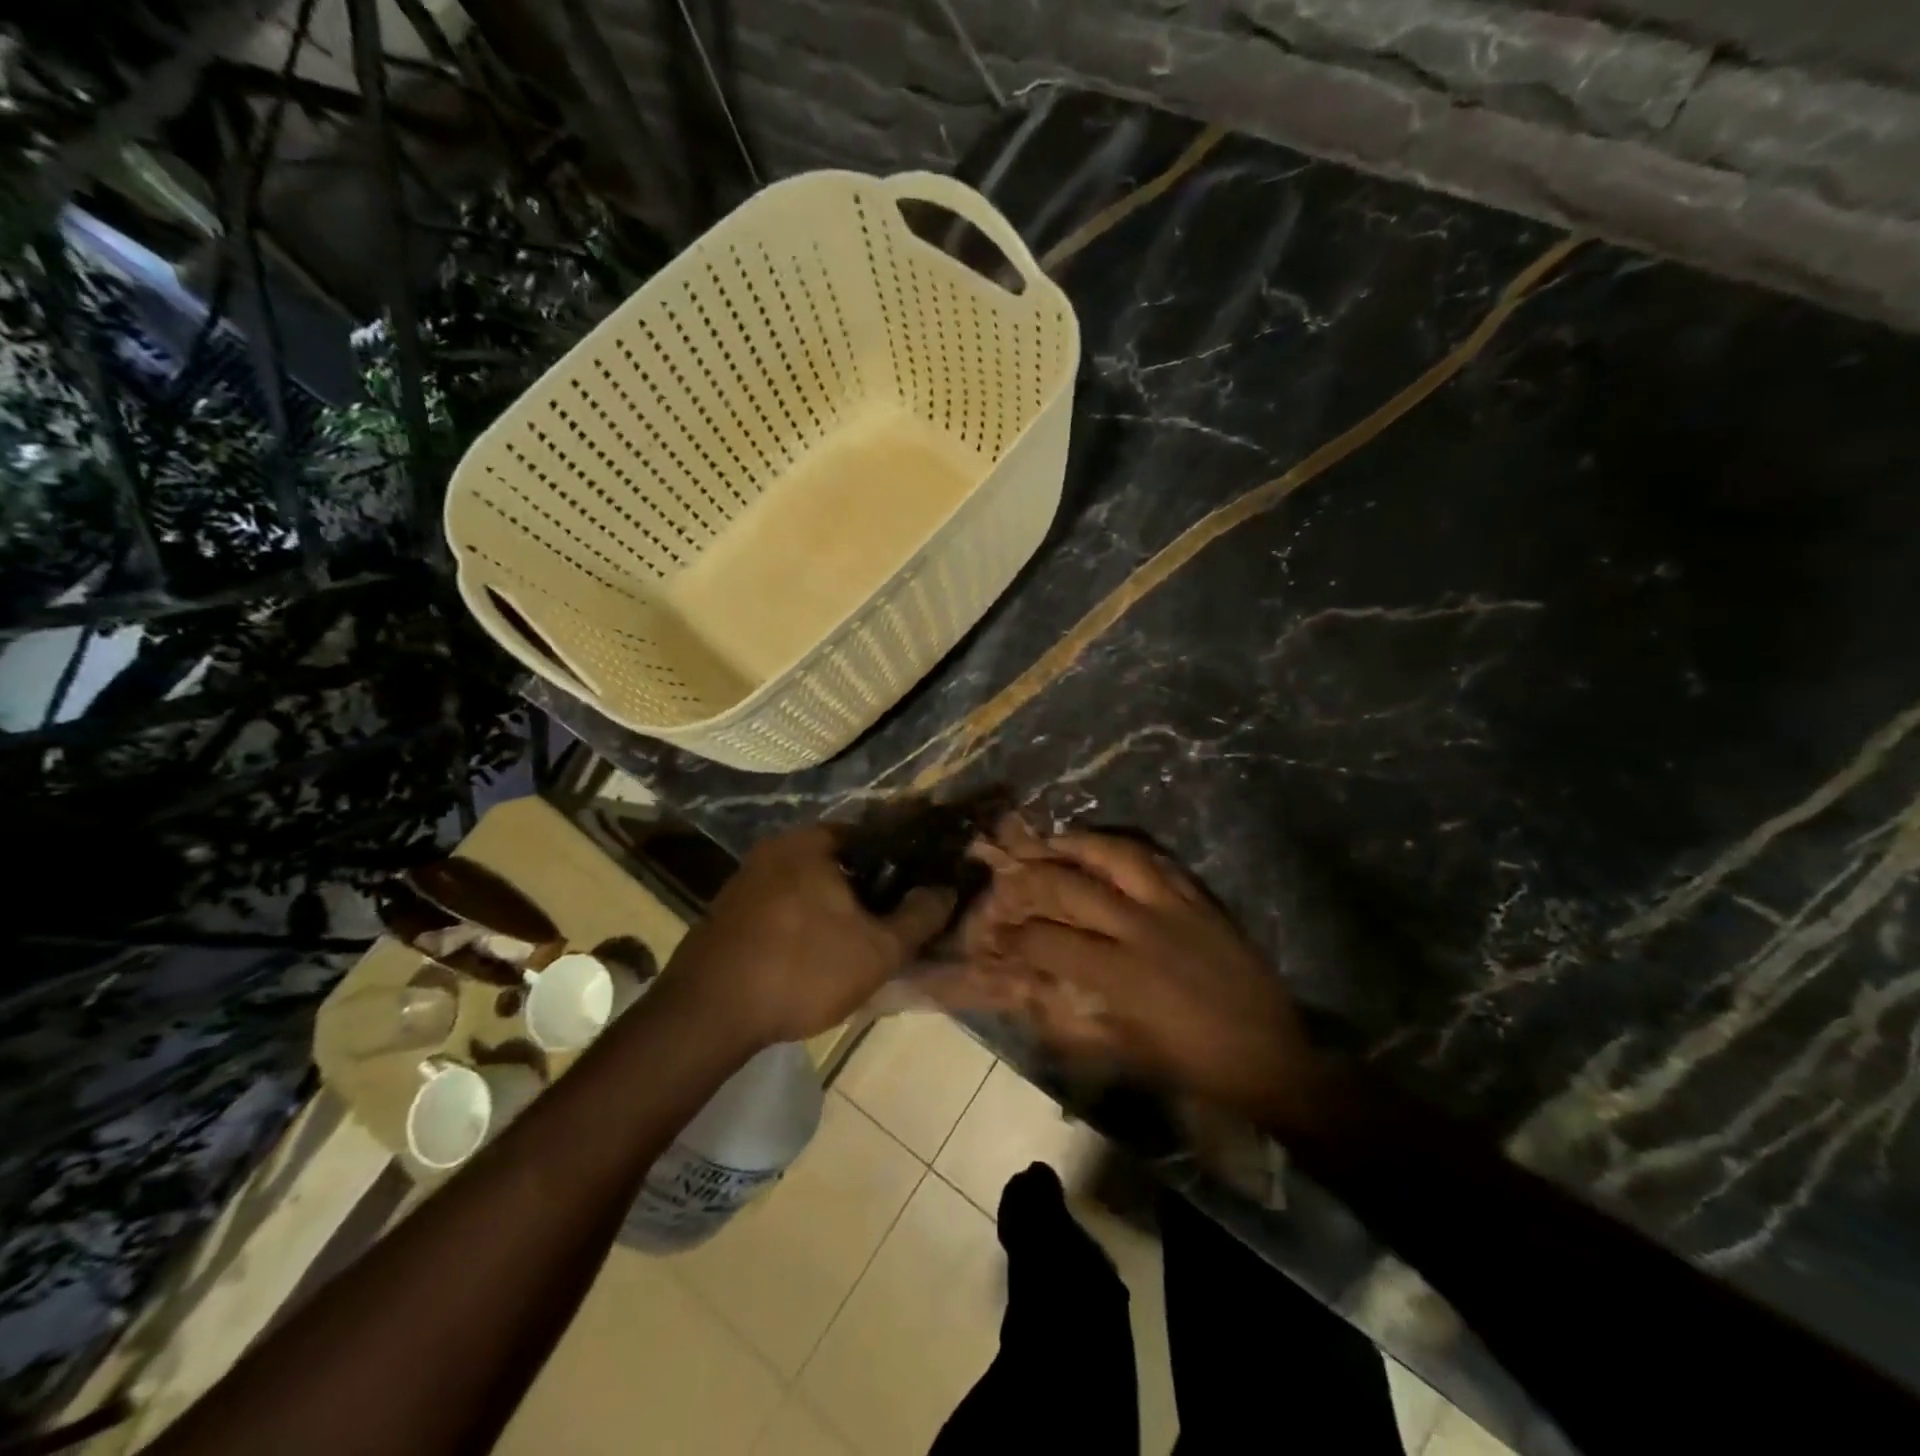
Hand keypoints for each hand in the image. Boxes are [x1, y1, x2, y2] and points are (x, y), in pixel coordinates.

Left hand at [663, 825, 955, 1048]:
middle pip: (842, 860)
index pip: (875, 834)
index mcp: (812, 841)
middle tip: (895, 919)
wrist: (706, 1015)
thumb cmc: (801, 969)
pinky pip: (785, 903)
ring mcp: (747, 877)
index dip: (905, 860)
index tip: (922, 887)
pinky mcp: (730, 909)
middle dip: (871, 887)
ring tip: (862, 939)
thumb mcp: (877, 950)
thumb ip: (920, 917)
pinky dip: (807, 919)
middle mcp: (777, 847)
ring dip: (837, 906)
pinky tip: (816, 953)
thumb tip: (946, 890)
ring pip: (812, 883)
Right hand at [934, 830, 1323, 1118]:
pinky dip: (1128, 851)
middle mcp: (1141, 929)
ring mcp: (1174, 907)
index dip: (1013, 937)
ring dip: (1079, 845)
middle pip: (1072, 887)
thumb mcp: (1128, 1055)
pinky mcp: (1201, 900)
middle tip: (1009, 874)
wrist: (1273, 1057)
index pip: (1049, 942)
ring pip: (1117, 857)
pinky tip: (1110, 849)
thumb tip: (1029, 999)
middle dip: (1032, 879)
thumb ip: (1072, 1025)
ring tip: (1053, 840)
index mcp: (1121, 974)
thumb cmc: (1195, 1065)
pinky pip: (1159, 862)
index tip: (993, 934)